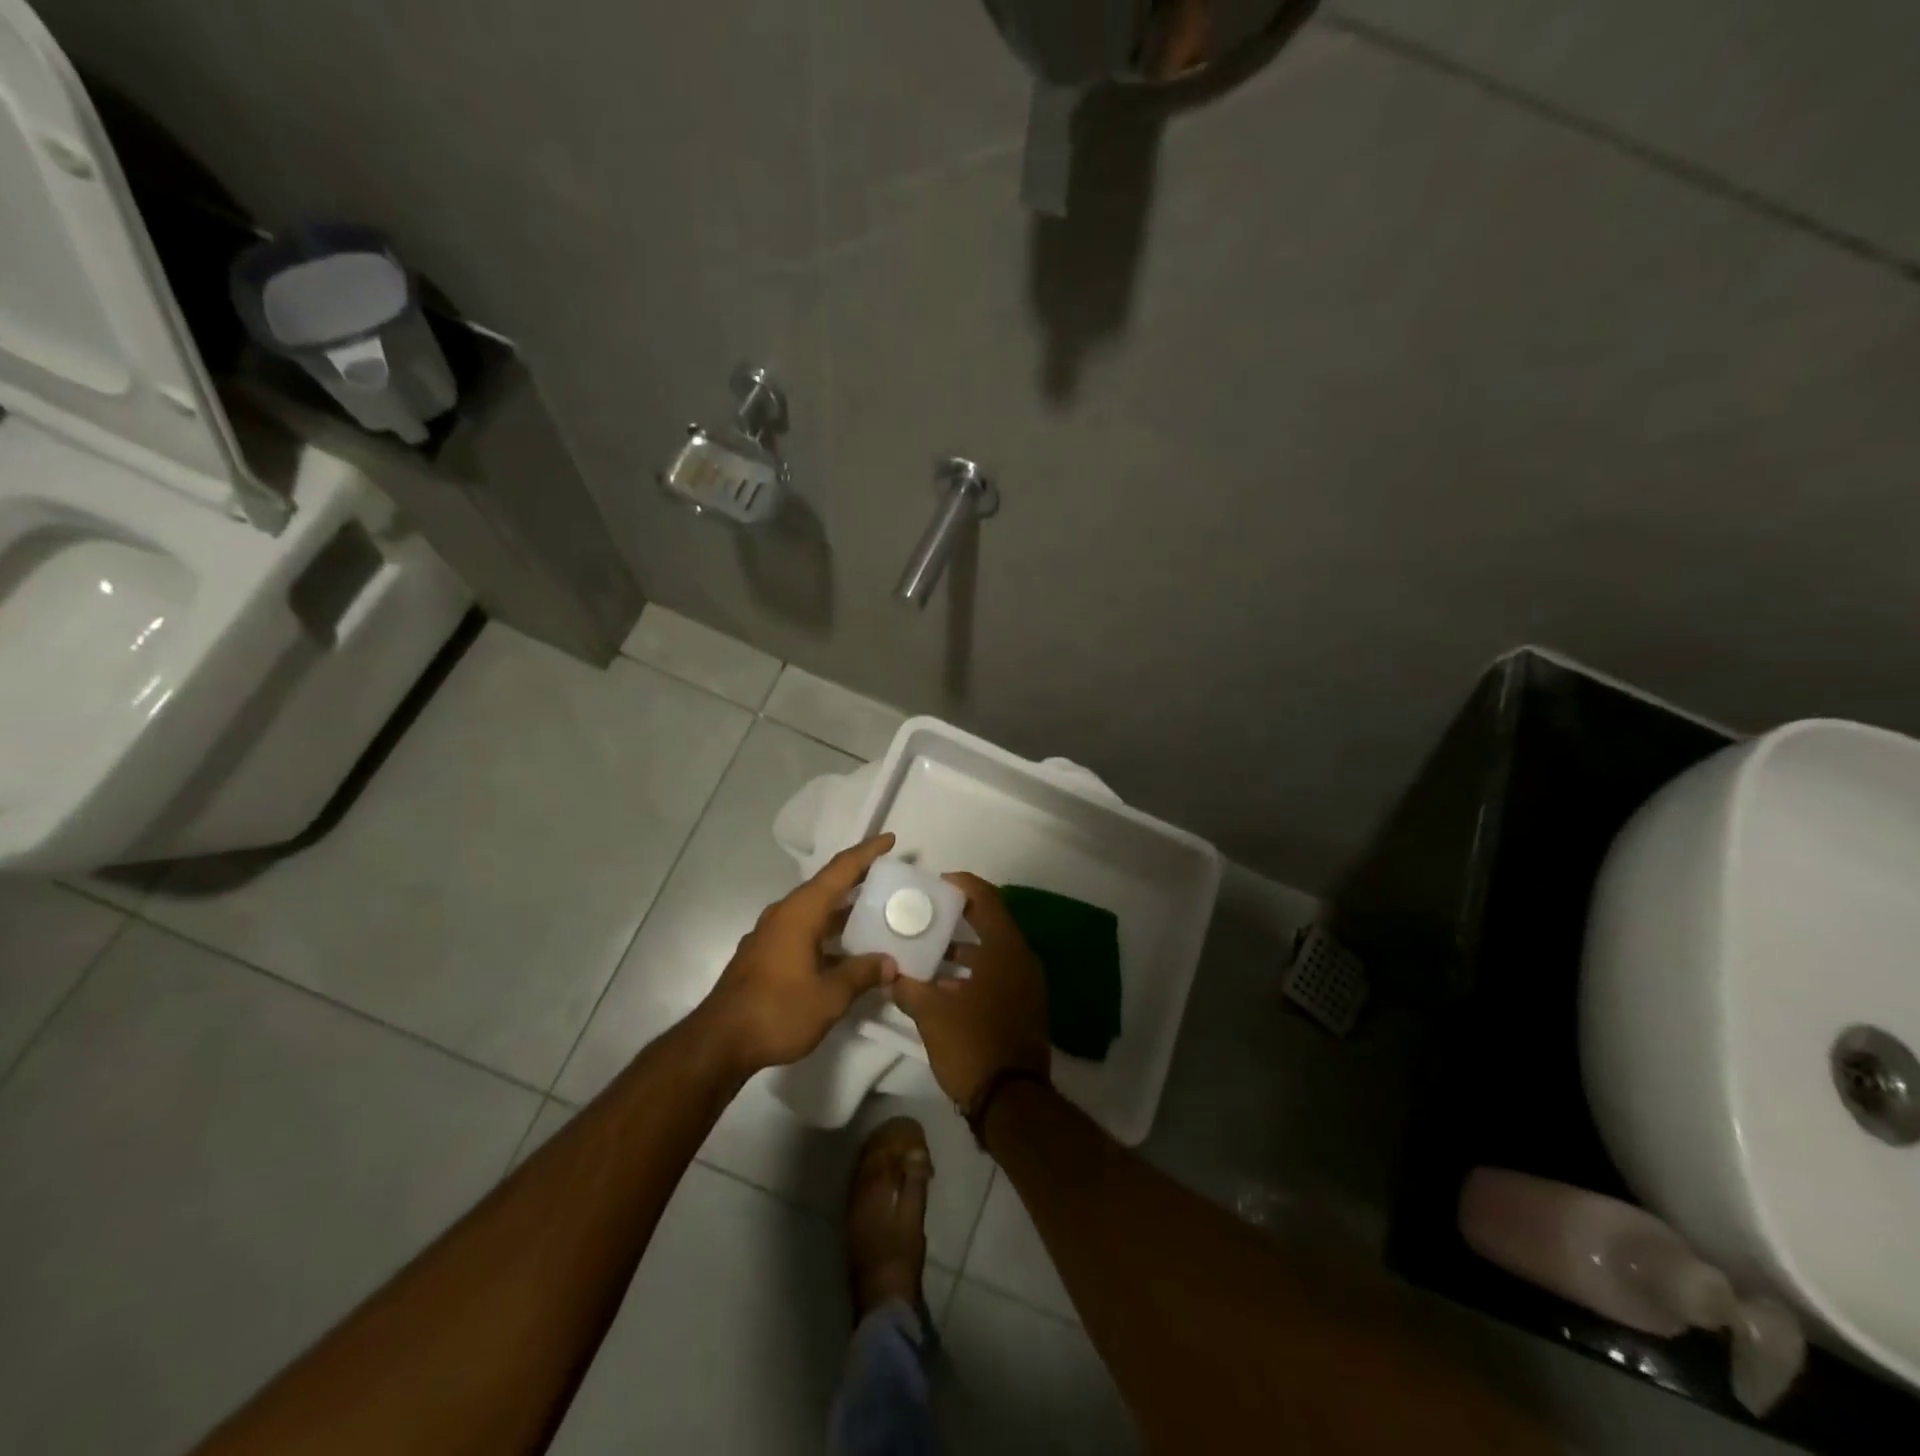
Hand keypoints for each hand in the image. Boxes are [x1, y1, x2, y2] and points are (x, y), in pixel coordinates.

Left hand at [694, 834, 899, 1076]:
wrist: (719, 1043)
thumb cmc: (777, 1011)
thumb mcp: (829, 996)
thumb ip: (862, 974)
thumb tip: (890, 963)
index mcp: (801, 912)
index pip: (840, 870)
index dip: (867, 853)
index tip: (890, 840)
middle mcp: (785, 914)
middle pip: (827, 886)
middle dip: (858, 879)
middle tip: (890, 878)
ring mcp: (772, 934)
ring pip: (815, 910)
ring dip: (843, 909)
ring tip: (875, 912)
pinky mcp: (766, 954)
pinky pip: (804, 929)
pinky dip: (828, 930)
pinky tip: (845, 949)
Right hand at [890, 873, 1049, 1109]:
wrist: (1012, 1102)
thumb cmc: (973, 1044)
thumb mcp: (932, 1014)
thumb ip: (909, 988)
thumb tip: (890, 976)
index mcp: (1006, 950)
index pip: (988, 900)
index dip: (964, 886)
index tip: (938, 883)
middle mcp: (1022, 960)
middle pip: (992, 923)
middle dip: (960, 917)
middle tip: (928, 913)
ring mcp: (1028, 986)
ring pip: (994, 952)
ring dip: (965, 949)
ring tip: (930, 949)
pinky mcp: (1025, 1008)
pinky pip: (998, 975)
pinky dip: (974, 972)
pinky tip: (945, 986)